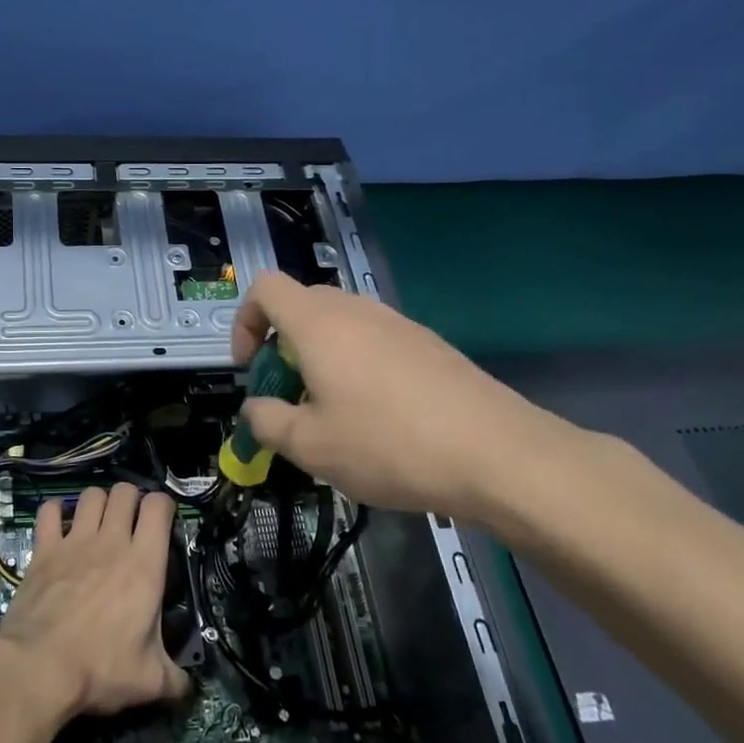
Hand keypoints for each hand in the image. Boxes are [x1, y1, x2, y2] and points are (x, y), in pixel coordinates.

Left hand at [0, 482, 189, 717]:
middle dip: (132, 499)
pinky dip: (55, 512)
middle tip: (131, 522)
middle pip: (125, 492)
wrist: (40, 667)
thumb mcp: (150, 681)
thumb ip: (175, 679)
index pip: (159, 507)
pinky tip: (59, 525)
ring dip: (98, 502)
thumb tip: (188, 687)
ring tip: (99, 522)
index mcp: (145, 564)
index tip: (163, 521)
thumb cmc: (101, 668)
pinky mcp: (44, 549)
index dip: (164, 506)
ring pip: (91, 495)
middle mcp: (112, 541)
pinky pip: (49, 511)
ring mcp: (75, 541)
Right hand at [232, 271, 585, 525]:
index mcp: (318, 323)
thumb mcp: (309, 446)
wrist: (498, 454)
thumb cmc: (388, 444)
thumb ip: (266, 422)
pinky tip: (380, 418)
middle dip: (281, 347)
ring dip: (321, 359)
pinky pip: (375, 342)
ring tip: (335, 414)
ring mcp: (397, 323)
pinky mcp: (429, 344)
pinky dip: (358, 367)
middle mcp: (356, 310)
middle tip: (290, 398)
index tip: (252, 370)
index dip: (245, 322)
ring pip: (340, 326)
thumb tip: (255, 409)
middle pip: (301, 306)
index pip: (264, 288)